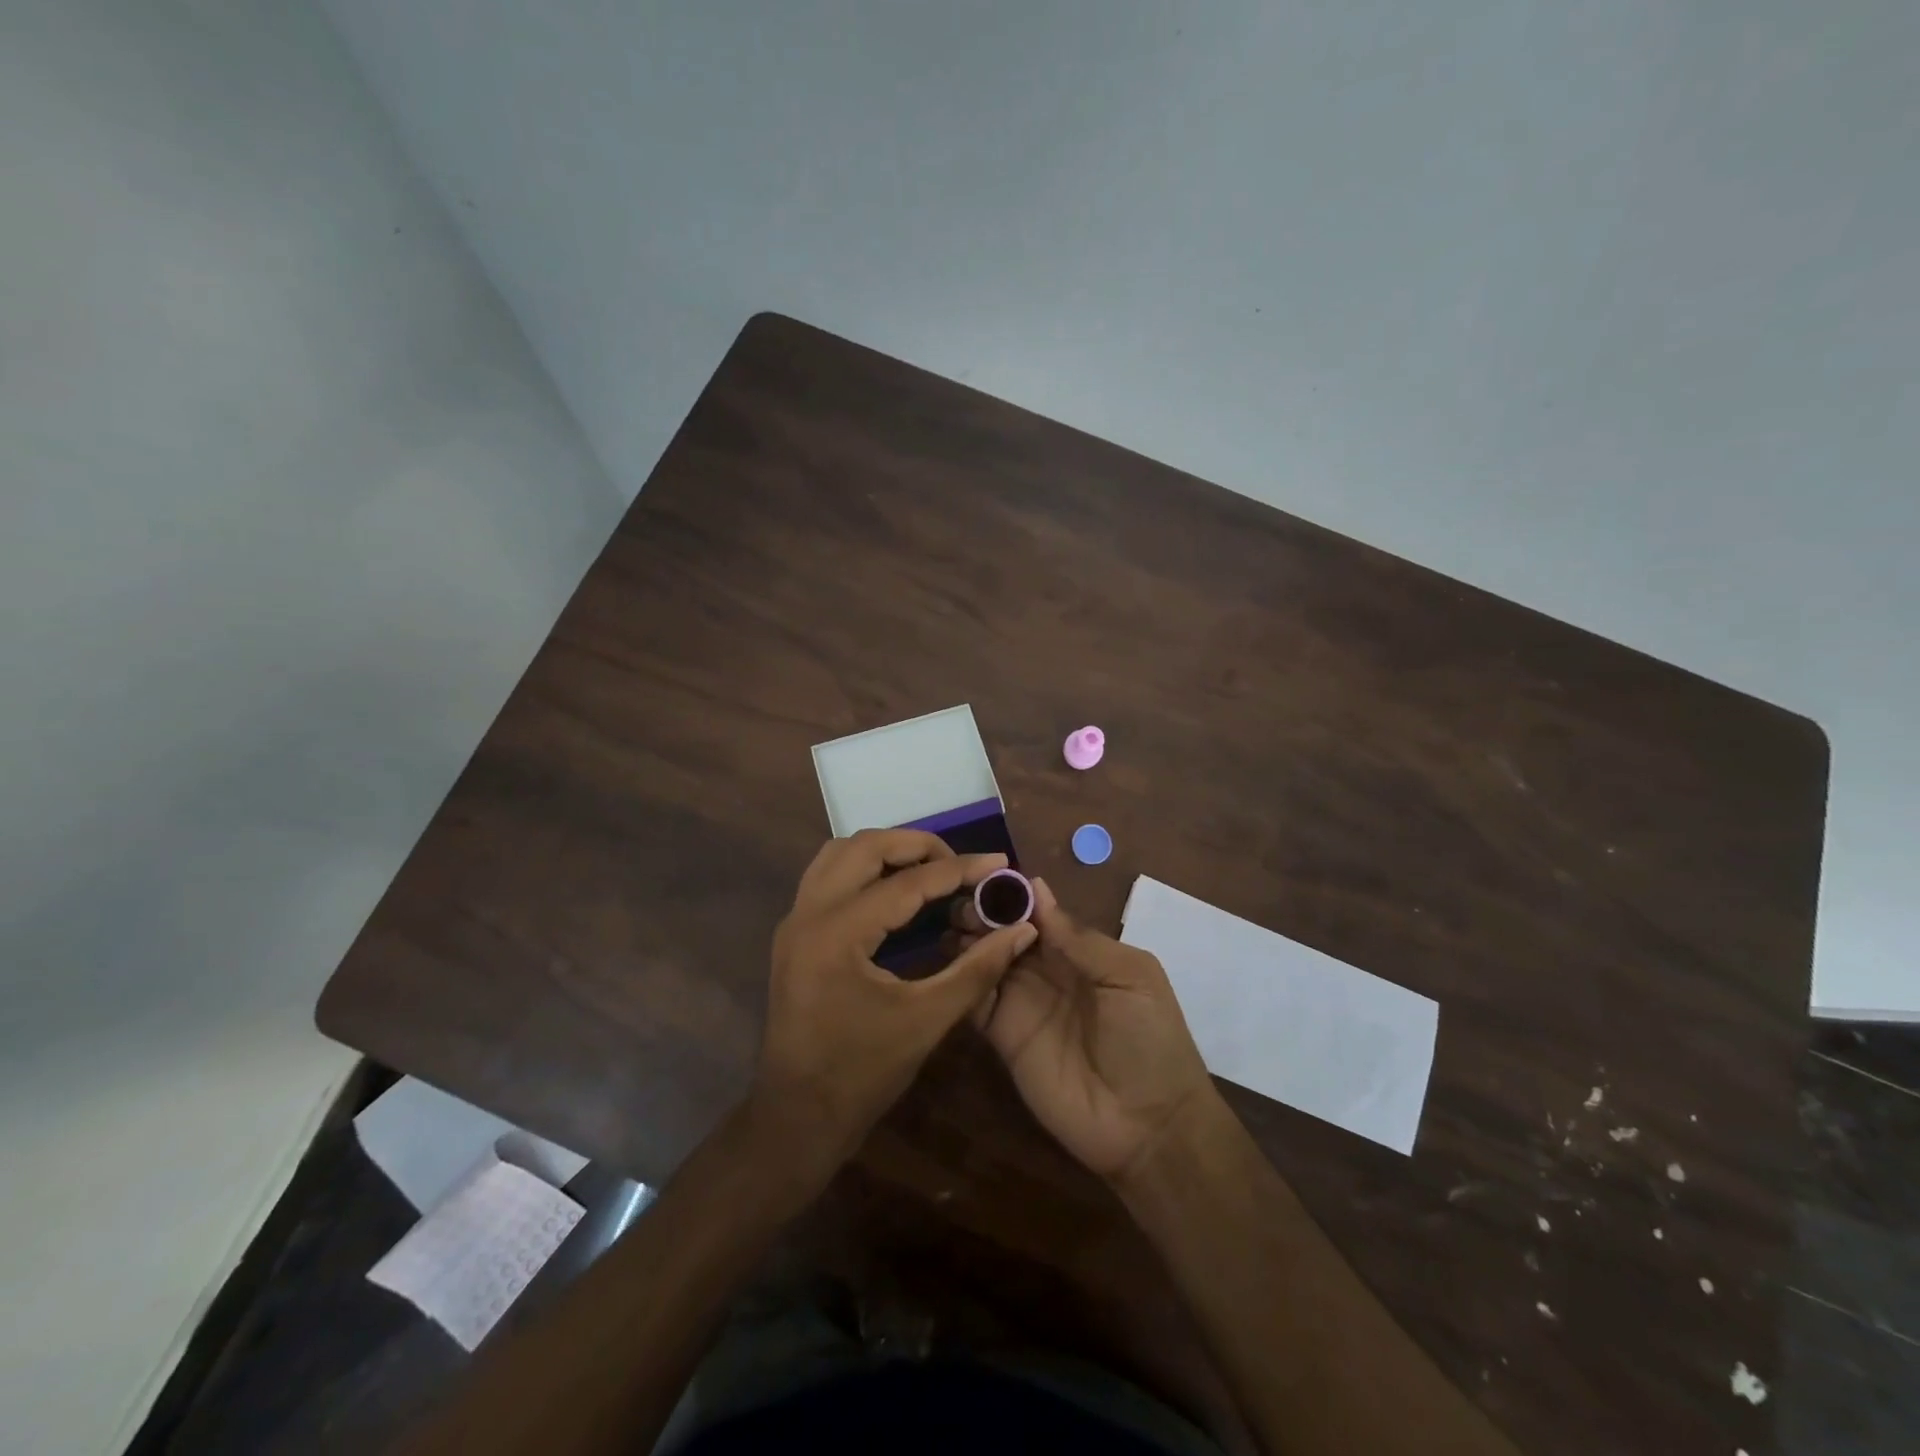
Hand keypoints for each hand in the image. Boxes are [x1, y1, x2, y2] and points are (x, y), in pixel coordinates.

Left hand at [750, 830, 1036, 1186]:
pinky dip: (864, 868)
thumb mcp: (927, 1020)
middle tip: (960, 864)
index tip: (999, 863)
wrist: (797, 1116)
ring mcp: (794, 920)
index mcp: (838, 934)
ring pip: (840, 853)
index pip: (907, 883)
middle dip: (917, 845)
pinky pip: (828, 875)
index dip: (959, 870)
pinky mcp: (794, 932)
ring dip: (886, 851)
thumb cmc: (862, 1074)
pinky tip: (895, 890)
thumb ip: (977, 969)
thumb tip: (1021, 929)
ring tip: (930, 869)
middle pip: (864, 846)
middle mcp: (808, 913)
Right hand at [975, 878, 1218, 1183]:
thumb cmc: (1149, 1040)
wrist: (1148, 1126)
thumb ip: (1081, 938)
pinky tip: (943, 959)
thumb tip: (1037, 889)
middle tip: (956, 899)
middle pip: (1006, 932)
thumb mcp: (1130, 977)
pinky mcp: (1003, 1035)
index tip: (982, 875)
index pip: (1038, 912)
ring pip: (986, 960)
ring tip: (945, 922)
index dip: (1012, 895)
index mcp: (1079, 951)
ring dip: (967, 939)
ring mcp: (1022, 1002)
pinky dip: (960, 977)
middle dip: (983, 912)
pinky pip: (976, 1000)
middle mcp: (1046, 971)